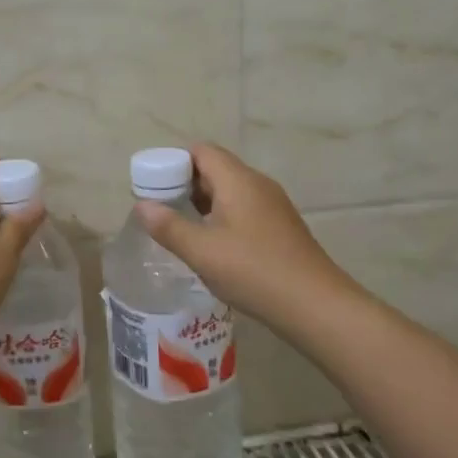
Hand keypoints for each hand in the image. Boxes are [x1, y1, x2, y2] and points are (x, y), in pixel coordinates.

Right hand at [134, 142, 356, 332]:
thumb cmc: (253, 271)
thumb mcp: (202, 252)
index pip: (201, 151)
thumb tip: (142, 206)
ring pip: (230, 191)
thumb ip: (168, 227)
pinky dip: (222, 217)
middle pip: (215, 169)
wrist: (316, 305)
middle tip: (161, 210)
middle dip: (185, 185)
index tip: (153, 187)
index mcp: (238, 180)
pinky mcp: (281, 227)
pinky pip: (244, 209)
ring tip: (181, 229)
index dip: (173, 162)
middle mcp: (257, 184)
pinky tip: (213, 246)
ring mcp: (273, 206)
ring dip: (203, 204)